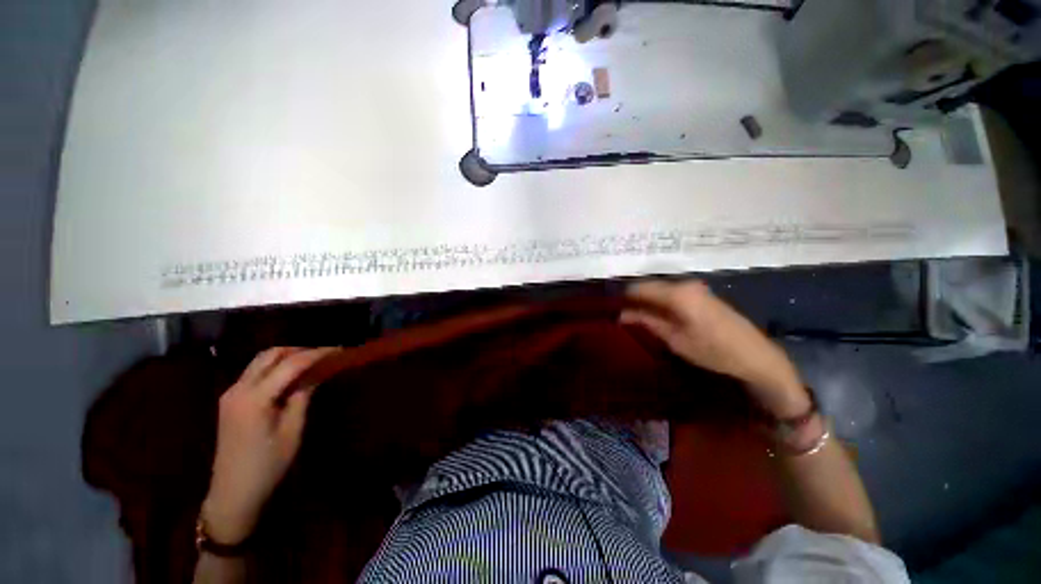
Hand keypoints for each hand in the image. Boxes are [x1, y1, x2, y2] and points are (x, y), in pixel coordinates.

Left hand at [201, 347, 337, 544]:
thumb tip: (317, 373)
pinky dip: (276, 367)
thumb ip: (302, 396)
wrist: (232, 493)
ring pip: (261, 361)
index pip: (291, 364)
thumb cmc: (267, 466)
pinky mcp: (231, 400)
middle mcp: (238, 389)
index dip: (317, 353)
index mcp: (254, 398)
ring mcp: (231, 394)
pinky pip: (255, 373)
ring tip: (312, 362)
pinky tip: (292, 376)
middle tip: (325, 354)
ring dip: (287, 356)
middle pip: (270, 354)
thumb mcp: (292, 431)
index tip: (340, 349)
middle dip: (300, 349)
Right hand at [621, 280, 809, 417]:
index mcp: (677, 294)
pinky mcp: (702, 295)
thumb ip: (647, 322)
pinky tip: (657, 315)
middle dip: (635, 299)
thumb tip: (621, 314)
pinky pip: (673, 294)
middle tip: (623, 314)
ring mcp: (696, 288)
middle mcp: (685, 285)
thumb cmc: (713, 351)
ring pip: (661, 290)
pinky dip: (661, 302)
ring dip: (648, 301)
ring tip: (636, 316)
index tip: (612, 307)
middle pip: (651, 286)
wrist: (757, 357)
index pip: (640, 287)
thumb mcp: (675, 339)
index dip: (624, 296)